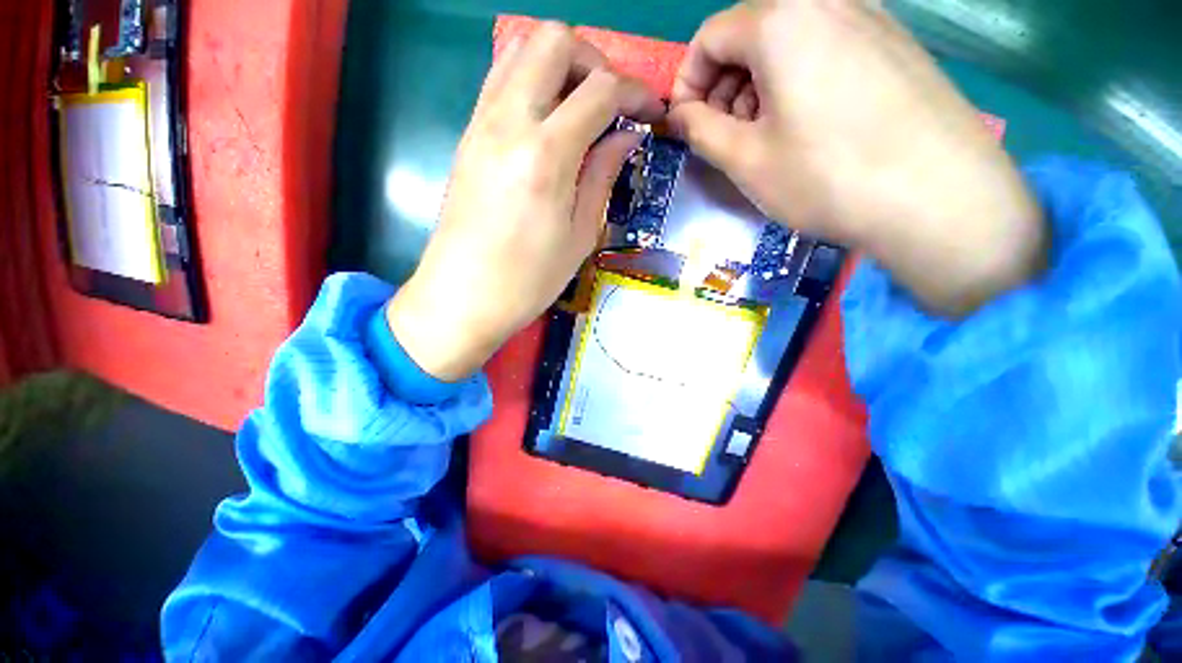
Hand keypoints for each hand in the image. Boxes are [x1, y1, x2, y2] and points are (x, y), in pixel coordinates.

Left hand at [388, 24, 663, 380]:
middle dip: (594, 62)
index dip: (635, 93)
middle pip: (554, 40)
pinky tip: (547, 124)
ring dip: (559, 66)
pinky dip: (532, 83)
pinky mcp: (467, 136)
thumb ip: (602, 175)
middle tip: (610, 107)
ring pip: (520, 49)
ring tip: (580, 111)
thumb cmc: (528, 280)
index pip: (601, 89)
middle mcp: (508, 123)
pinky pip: (500, 80)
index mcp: (546, 156)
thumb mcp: (579, 236)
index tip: (651, 114)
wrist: (462, 298)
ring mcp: (480, 124)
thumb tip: (626, 136)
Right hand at [669, 0, 1045, 316]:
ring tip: (764, 137)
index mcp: (782, 19)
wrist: (939, 197)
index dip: (687, 83)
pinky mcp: (894, 42)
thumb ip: (699, 129)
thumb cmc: (825, 177)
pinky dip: (797, 82)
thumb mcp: (744, 159)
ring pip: (786, 41)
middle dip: (723, 87)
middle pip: (748, 33)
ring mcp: (869, 16)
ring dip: (757, 86)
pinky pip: (824, 48)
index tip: (687, 125)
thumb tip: (679, 114)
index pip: (709, 37)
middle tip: (726, 136)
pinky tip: (806, 126)